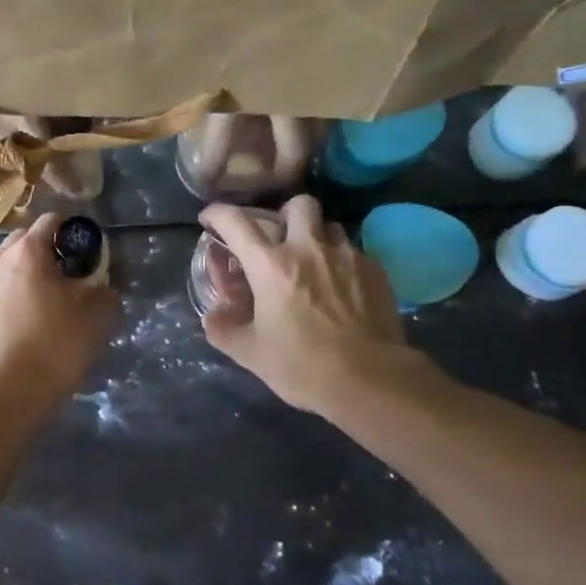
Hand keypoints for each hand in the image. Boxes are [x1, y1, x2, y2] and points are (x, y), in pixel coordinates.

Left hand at [0, 213, 118, 404]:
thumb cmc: (54, 347)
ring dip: (23, 276)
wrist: (4, 395)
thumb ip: (104, 292)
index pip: (51, 221)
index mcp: (27, 252)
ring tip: (42, 304)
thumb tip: (102, 287)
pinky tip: (21, 327)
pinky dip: (7, 301)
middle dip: (44, 252)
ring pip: (4, 269)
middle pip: (23, 242)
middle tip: (66, 277)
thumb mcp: (96, 318)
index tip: (86, 249)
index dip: (72, 230)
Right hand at [200, 196, 409, 414]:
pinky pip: (354, 251)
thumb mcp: (252, 354)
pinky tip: (341, 287)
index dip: (218, 214)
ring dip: (316, 236)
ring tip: (313, 262)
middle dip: (283, 213)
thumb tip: (213, 316)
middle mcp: (308, 249)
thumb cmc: (304, 367)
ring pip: (329, 224)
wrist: (371, 381)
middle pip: (297, 204)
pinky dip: (341, 261)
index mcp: (271, 266)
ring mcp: (346, 256)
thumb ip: (224, 330)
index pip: (236, 222)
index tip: (210, 219)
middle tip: (279, 237)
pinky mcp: (375, 270)